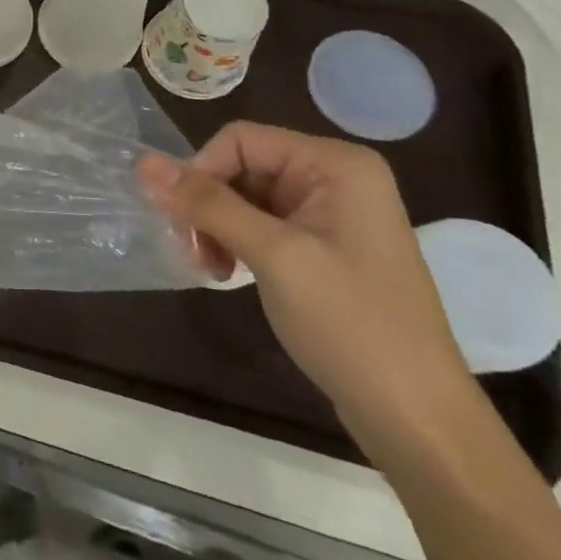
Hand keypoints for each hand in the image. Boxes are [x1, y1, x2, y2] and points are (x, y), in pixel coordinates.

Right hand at [139, 122, 479, 457]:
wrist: (417, 419)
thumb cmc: (351, 324)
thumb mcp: (274, 255)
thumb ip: (208, 204)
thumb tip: (143, 162)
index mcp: (336, 164)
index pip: (241, 140)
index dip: (201, 172)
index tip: (182, 221)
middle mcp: (335, 178)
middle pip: (241, 167)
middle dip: (208, 205)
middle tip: (193, 252)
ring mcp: (331, 215)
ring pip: (244, 197)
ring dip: (216, 227)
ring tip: (209, 268)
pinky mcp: (322, 248)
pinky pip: (261, 225)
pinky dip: (235, 243)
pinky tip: (227, 272)